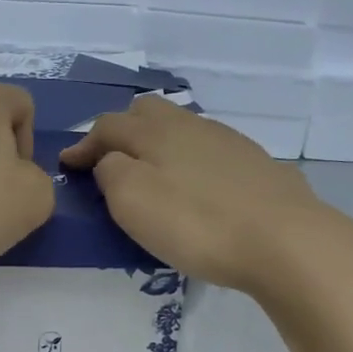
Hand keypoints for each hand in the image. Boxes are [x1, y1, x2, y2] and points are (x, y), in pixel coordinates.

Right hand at [60, 96, 336, 295]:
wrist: (283, 240)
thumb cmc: (196, 223)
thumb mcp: (133, 200)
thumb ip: (111, 172)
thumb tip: (109, 160)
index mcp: (155, 131)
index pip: (108, 126)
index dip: (84, 146)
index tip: (69, 166)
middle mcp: (190, 125)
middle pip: (148, 112)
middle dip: (123, 130)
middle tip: (110, 160)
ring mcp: (228, 141)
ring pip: (182, 128)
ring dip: (159, 144)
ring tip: (152, 173)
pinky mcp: (255, 164)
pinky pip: (210, 150)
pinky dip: (191, 160)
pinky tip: (197, 186)